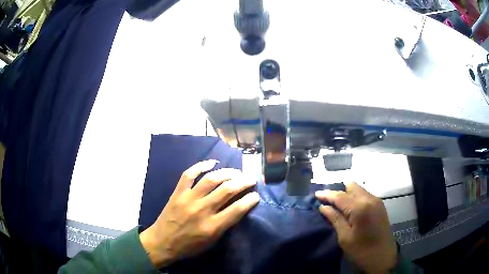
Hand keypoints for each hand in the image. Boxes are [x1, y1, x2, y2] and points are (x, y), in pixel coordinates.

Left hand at [139, 160, 259, 267]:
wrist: (162, 242)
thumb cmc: (189, 246)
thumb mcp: (211, 242)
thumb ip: (225, 226)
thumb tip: (237, 209)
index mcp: (212, 227)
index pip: (237, 209)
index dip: (250, 200)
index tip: (256, 195)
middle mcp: (202, 210)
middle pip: (227, 190)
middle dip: (243, 182)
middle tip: (250, 179)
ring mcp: (188, 199)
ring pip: (211, 179)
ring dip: (227, 173)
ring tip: (236, 172)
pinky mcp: (178, 193)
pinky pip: (189, 174)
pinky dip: (200, 166)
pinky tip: (211, 163)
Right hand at [315, 182, 396, 273]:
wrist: (383, 257)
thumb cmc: (361, 250)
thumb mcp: (345, 237)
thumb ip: (335, 219)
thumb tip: (323, 207)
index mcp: (360, 207)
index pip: (340, 196)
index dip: (327, 194)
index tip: (315, 194)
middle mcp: (370, 199)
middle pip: (351, 186)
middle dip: (339, 191)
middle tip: (328, 202)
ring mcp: (376, 201)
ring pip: (359, 189)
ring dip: (347, 194)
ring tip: (337, 205)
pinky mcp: (380, 205)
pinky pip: (365, 195)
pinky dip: (355, 198)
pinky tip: (350, 208)